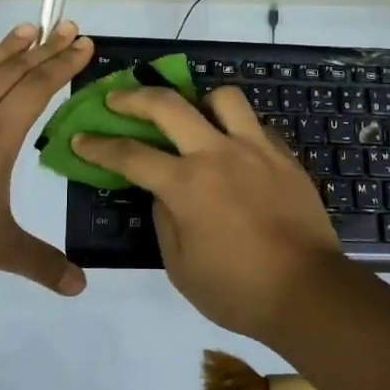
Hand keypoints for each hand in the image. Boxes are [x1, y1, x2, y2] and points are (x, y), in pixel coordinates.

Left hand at [0, 21, 94, 293]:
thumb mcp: (2, 248)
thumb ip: (43, 263)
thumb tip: (80, 287)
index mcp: (0, 135)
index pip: (39, 88)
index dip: (64, 64)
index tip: (83, 43)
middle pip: (13, 71)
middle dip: (44, 48)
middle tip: (65, 26)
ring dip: (2, 50)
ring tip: (24, 29)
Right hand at [71, 86, 347, 342]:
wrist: (309, 292)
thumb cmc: (237, 290)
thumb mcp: (181, 266)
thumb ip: (164, 219)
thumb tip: (161, 191)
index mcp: (186, 184)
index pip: (130, 155)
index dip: (99, 146)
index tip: (81, 139)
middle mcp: (217, 154)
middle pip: (168, 105)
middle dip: (133, 97)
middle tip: (116, 98)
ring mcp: (255, 149)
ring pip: (222, 97)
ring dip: (199, 100)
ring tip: (192, 115)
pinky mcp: (284, 156)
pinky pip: (255, 125)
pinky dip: (236, 128)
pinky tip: (233, 147)